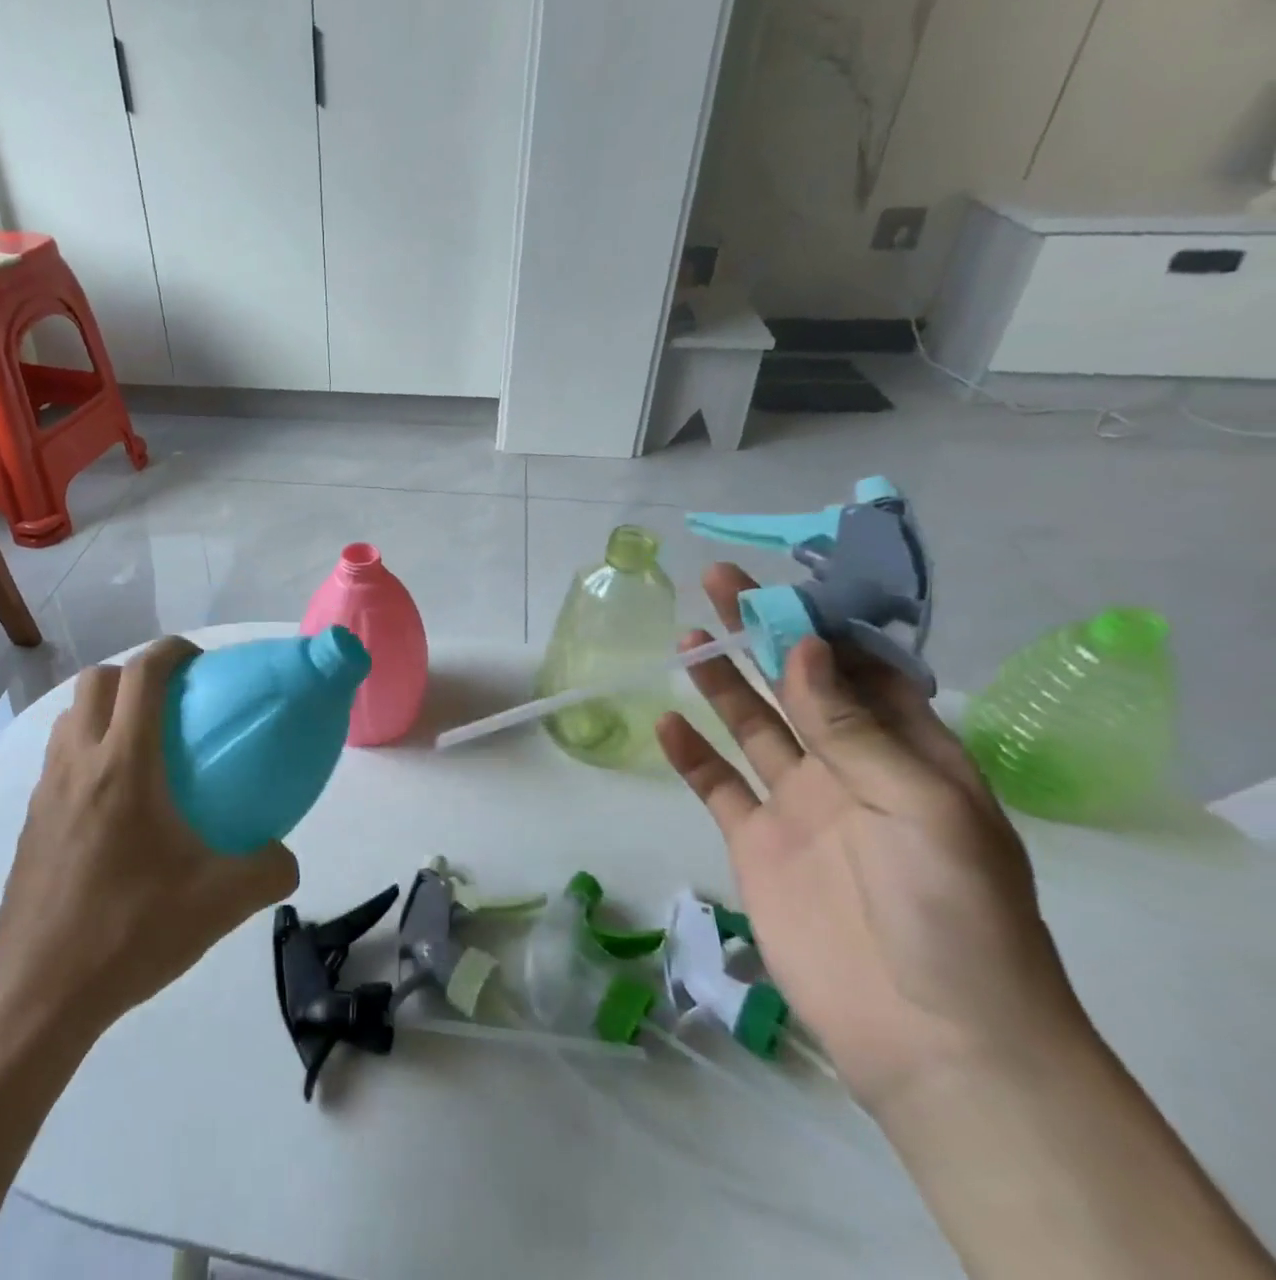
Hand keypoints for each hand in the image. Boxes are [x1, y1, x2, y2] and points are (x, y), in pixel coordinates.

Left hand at [0, 637, 299, 1040]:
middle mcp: (78, 763)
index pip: (142, 674)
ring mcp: (45, 792)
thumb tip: (286, 856)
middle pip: (97, 681)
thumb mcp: (220, 902)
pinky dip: (87, 751)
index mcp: (124, 764)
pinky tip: (116, 804)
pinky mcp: (30, 822)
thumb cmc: (130, 932)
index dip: (172, 650)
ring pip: (70, 717)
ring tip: (143, 747)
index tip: (201, 663)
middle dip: (135, 674)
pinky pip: (58, 758)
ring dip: (104, 710)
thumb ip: (268, 869)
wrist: (38, 996)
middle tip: (173, 705)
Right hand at [655, 565, 1089, 1114]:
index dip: (823, 624)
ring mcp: (800, 806)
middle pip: (798, 686)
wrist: (929, 1034)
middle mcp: (853, 770)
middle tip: (719, 583)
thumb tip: (804, 646)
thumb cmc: (951, 909)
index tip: (782, 584)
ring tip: (688, 638)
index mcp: (911, 755)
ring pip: (753, 726)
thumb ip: (851, 726)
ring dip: (722, 682)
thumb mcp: (918, 805)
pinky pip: (719, 785)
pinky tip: (666, 723)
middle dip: (762, 633)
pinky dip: (692, 754)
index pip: (864, 670)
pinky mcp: (757, 842)